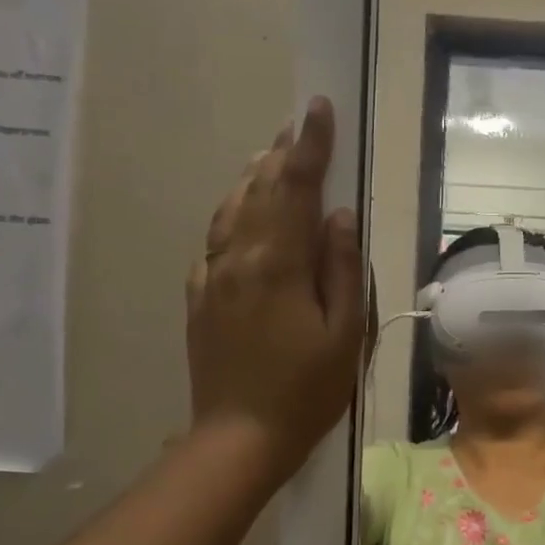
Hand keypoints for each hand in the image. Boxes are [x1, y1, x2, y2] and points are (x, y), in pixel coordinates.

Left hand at [185, 96, 365, 483]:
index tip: (318, 108)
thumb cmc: (308, 389)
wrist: (240, 436)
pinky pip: (216, 239)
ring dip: (254, 176)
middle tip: (300, 123)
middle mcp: (237, 258)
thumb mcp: (345, 333)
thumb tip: (339, 215)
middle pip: (258, 190)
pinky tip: (243, 210)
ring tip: (273, 154)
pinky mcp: (200, 297)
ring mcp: (212, 277)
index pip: (294, 188)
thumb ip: (342, 268)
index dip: (309, 146)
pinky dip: (233, 211)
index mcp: (277, 265)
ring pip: (231, 209)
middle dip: (282, 153)